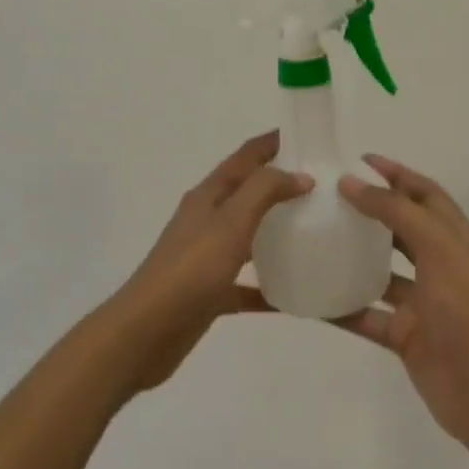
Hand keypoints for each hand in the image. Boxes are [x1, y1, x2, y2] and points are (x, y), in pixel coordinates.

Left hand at [110, 131, 311, 393]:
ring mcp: (207, 257)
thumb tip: (300, 175)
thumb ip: (264, 191)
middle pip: (248, 194)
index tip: (307, 136)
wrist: (145, 333)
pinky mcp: (210, 292)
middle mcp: (206, 221)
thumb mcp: (230, 222)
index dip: (272, 143)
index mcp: (208, 197)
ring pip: (248, 236)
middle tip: (323, 186)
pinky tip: (296, 295)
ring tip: (316, 231)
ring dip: (277, 231)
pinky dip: (269, 286)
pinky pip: (246, 284)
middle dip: (281, 185)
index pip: (245, 157)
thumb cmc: (190, 270)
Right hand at [336, 156, 468, 448]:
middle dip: (371, 211)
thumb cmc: (465, 309)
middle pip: (402, 229)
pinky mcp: (405, 336)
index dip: (397, 174)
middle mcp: (440, 266)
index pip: (425, 194)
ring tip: (316, 239)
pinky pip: (367, 315)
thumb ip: (396, 213)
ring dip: (353, 258)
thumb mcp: (437, 247)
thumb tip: (352, 184)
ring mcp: (422, 304)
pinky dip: (342, 307)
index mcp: (456, 240)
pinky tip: (312, 297)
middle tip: (331, 198)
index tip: (359, 160)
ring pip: (381, 273)